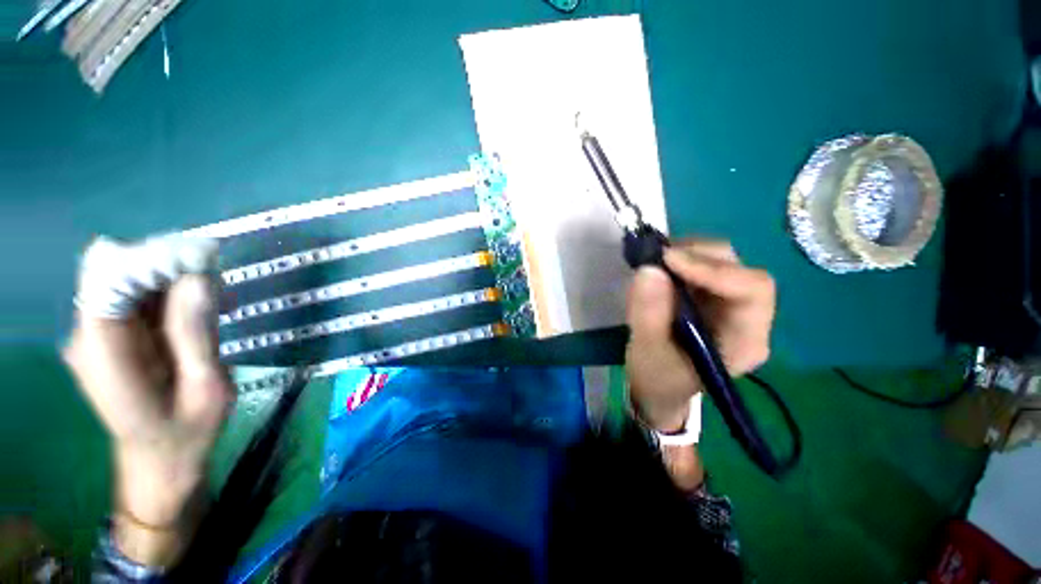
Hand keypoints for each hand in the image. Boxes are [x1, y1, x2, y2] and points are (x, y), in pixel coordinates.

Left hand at [63, 272, 231, 562]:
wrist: (161, 462)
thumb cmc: (187, 433)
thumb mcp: (206, 386)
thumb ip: (196, 333)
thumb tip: (199, 276)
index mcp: (104, 350)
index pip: (108, 275)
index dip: (153, 257)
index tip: (203, 262)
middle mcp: (89, 334)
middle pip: (117, 271)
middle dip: (168, 267)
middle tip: (216, 288)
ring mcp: (98, 335)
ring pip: (128, 280)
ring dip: (172, 281)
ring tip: (215, 304)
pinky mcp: (111, 337)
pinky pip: (136, 297)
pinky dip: (169, 295)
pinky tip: (199, 313)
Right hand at [626, 239, 775, 431]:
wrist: (658, 387)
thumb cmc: (657, 379)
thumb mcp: (647, 352)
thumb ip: (648, 315)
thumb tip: (648, 270)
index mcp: (745, 340)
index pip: (752, 290)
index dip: (714, 270)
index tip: (669, 261)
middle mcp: (746, 316)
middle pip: (738, 268)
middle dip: (697, 256)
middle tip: (657, 258)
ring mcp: (728, 303)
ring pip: (721, 261)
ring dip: (687, 254)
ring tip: (654, 262)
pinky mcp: (709, 296)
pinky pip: (701, 265)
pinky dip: (679, 259)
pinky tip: (659, 268)